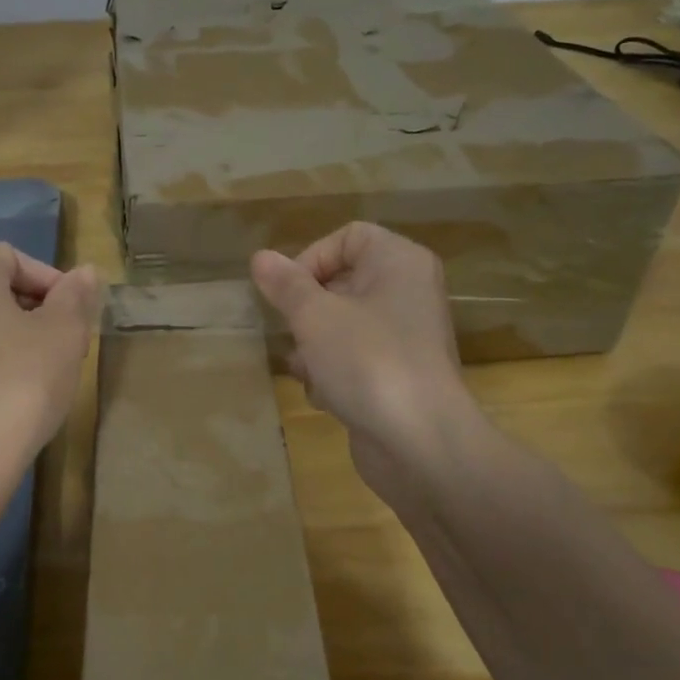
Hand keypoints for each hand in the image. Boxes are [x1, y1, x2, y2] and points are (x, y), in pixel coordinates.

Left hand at [0, 244, 100, 469]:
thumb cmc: (20, 381)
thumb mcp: (64, 333)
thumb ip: (76, 296)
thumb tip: (84, 273)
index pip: (12, 257)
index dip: (50, 281)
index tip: (76, 316)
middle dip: (35, 310)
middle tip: (67, 345)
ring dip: (15, 338)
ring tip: (44, 372)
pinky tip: (12, 396)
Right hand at [249, 223, 480, 508]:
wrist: (419, 442)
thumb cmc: (367, 362)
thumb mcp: (314, 317)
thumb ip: (285, 285)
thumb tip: (261, 258)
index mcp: (399, 263)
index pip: (348, 237)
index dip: (311, 258)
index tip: (286, 292)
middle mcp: (407, 293)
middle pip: (342, 283)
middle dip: (306, 310)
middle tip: (290, 330)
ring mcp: (403, 337)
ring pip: (341, 325)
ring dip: (313, 346)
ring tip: (305, 367)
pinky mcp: (396, 375)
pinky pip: (353, 360)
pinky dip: (333, 373)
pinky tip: (325, 395)